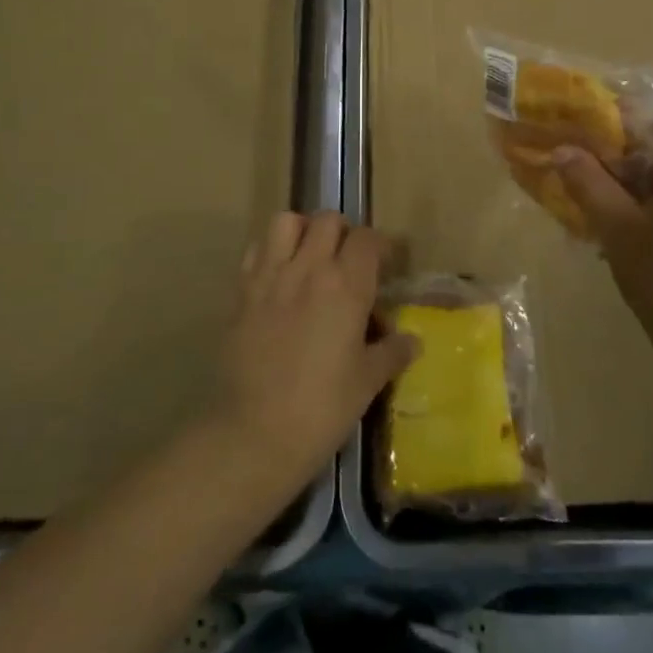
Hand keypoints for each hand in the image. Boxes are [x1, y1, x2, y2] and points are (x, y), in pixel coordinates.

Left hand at [211, 211, 416, 492]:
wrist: (254, 433)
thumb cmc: (321, 409)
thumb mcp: (367, 383)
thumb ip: (391, 353)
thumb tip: (412, 341)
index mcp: (346, 286)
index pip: (367, 239)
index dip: (381, 246)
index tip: (387, 265)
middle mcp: (308, 269)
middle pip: (327, 220)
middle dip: (343, 232)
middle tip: (349, 261)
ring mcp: (270, 276)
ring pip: (286, 222)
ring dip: (302, 231)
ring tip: (310, 258)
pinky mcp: (241, 291)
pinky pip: (256, 249)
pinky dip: (271, 252)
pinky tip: (279, 279)